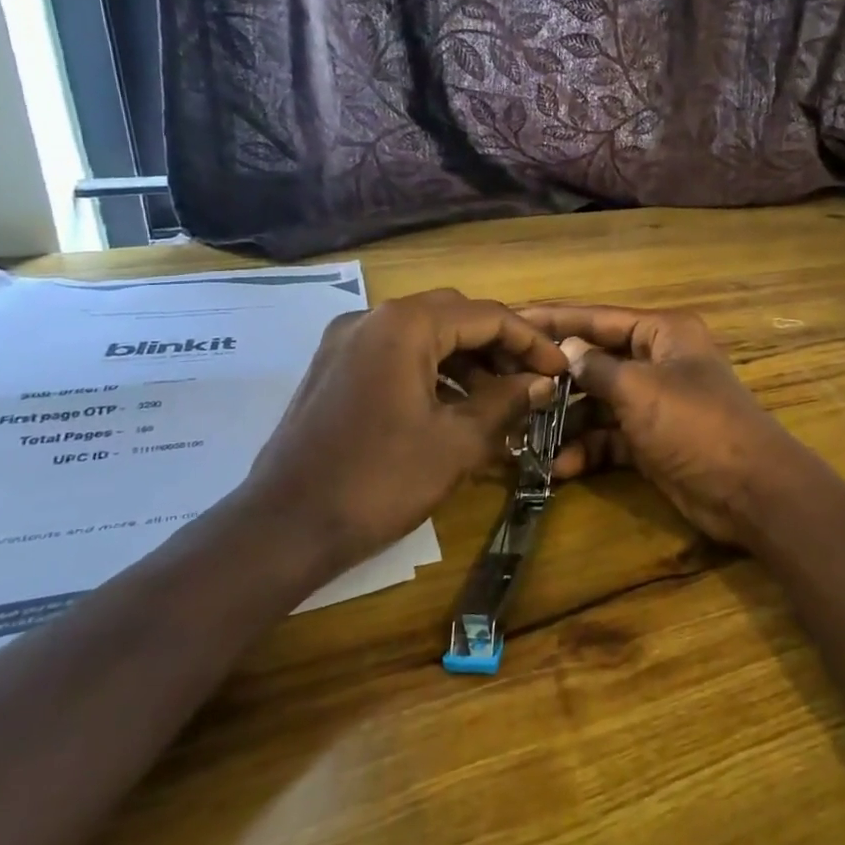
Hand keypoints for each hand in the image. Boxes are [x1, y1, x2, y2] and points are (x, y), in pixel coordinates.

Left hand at [232, 290, 567, 580]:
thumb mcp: (457, 442)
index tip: (560, 369)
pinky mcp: (334, 370)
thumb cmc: (379, 481)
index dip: (530, 341)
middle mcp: (372, 319)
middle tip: (531, 380)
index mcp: (404, 326)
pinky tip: (456, 408)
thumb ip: (506, 402)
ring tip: (501, 399)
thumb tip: (542, 382)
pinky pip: (397, 355)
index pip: (486, 315)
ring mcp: (346, 343)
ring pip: (424, 335)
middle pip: (454, 316)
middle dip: (499, 345)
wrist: (284, 528)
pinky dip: (433, 372)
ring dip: (467, 360)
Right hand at [517, 306, 797, 546]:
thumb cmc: (695, 424)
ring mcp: (654, 404)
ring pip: (599, 403)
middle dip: (556, 378)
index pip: (599, 318)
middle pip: (596, 362)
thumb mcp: (641, 389)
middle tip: (507, 385)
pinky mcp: (651, 442)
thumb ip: (597, 368)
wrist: (749, 490)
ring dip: (566, 421)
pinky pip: (610, 438)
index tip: (514, 319)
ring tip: (523, 435)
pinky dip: (587, 450)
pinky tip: (559, 467)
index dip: (556, 320)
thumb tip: (566, 349)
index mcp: (663, 333)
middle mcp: (657, 362)